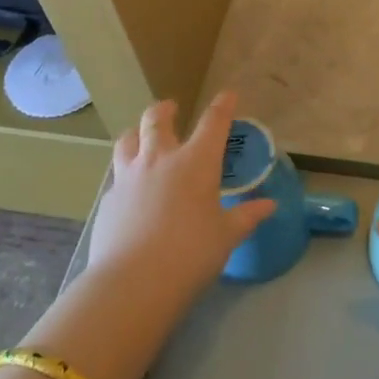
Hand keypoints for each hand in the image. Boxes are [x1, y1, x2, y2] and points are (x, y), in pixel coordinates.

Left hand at [87, 91, 276, 301]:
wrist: (133, 283)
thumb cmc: (190, 254)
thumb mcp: (226, 236)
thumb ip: (246, 217)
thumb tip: (269, 205)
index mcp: (196, 162)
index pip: (213, 123)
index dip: (222, 106)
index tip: (227, 95)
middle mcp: (160, 160)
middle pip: (157, 120)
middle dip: (166, 110)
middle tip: (171, 108)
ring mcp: (129, 177)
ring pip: (128, 140)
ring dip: (137, 133)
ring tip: (141, 136)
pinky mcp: (108, 200)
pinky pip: (117, 175)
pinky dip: (126, 173)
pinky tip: (130, 189)